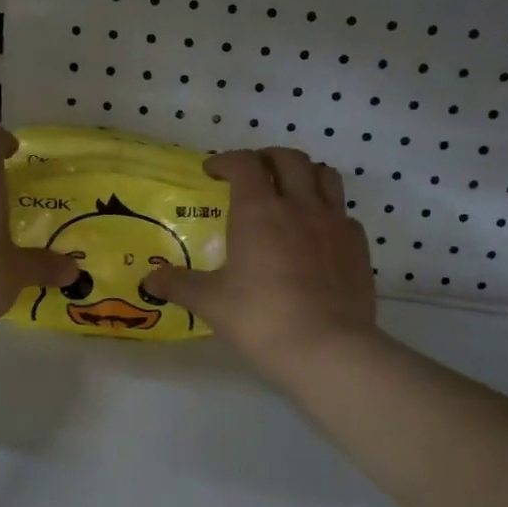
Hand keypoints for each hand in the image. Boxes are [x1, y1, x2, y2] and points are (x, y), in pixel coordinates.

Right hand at [144, 148, 379, 385]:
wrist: (328, 349)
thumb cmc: (261, 318)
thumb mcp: (211, 302)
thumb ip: (179, 285)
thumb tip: (149, 280)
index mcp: (259, 210)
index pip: (244, 163)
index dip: (226, 160)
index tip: (213, 172)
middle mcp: (299, 205)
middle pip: (288, 158)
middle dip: (267, 157)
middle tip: (252, 173)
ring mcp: (334, 223)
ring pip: (325, 175)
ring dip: (304, 173)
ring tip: (289, 190)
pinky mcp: (358, 245)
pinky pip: (343, 213)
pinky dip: (328, 211)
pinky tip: (317, 233)